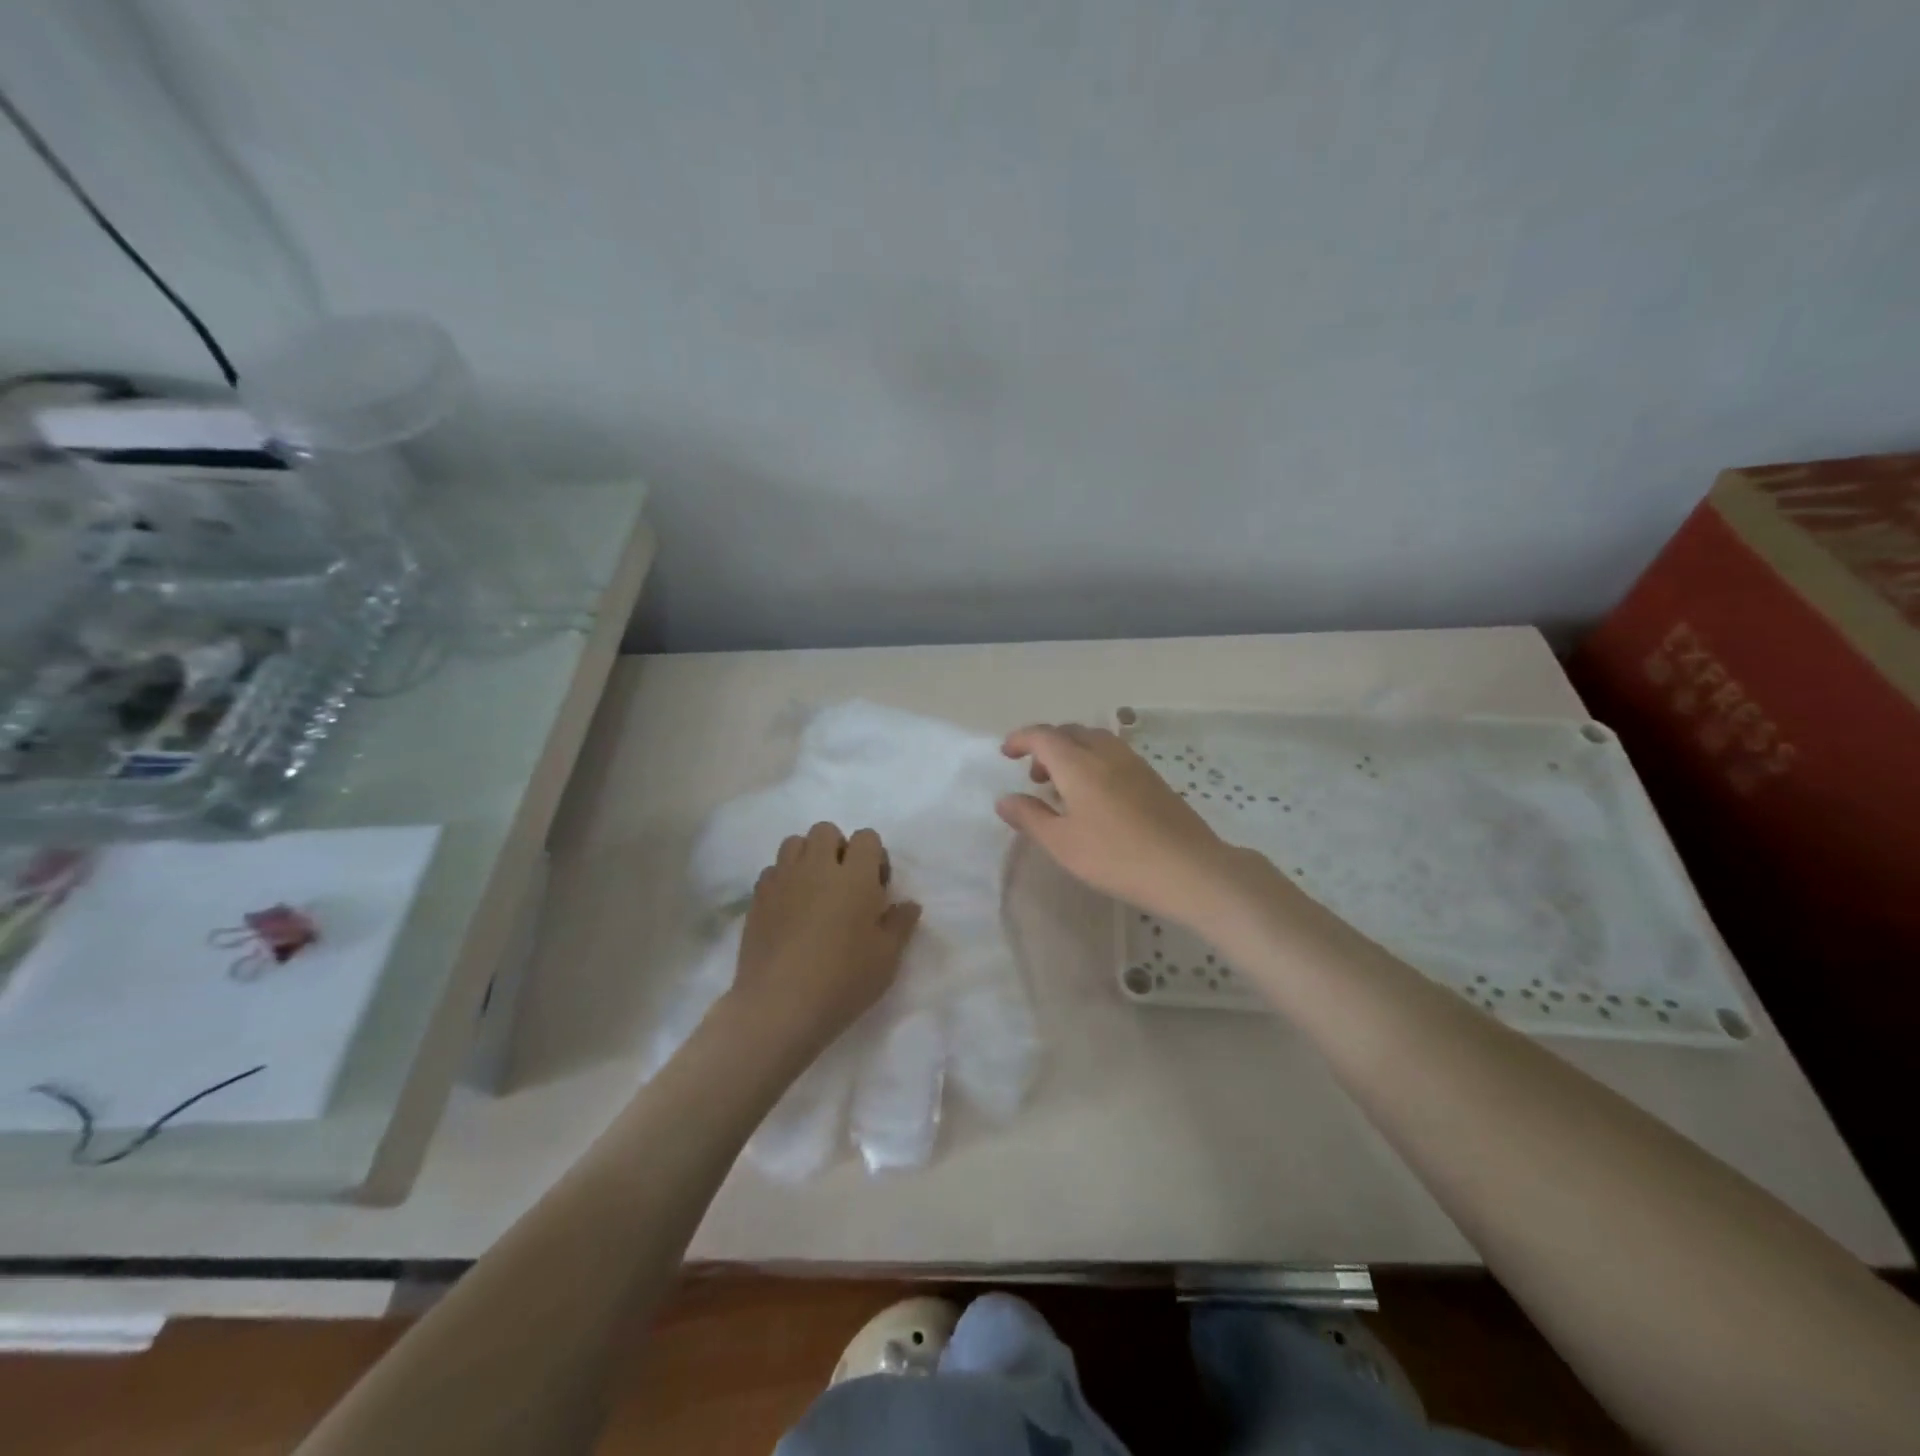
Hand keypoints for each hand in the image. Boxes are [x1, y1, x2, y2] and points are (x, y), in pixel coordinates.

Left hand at [726, 821, 921, 1062]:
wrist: (778, 1007)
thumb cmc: (843, 981)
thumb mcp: (886, 958)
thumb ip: (900, 924)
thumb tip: (908, 904)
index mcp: (855, 876)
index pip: (866, 838)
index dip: (874, 856)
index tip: (876, 888)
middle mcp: (817, 867)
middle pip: (826, 831)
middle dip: (838, 848)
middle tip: (844, 885)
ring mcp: (782, 880)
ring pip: (794, 843)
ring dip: (807, 857)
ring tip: (814, 891)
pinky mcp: (757, 898)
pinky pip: (772, 870)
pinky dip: (783, 879)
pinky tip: (789, 909)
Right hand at [996, 724, 1258, 925]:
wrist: (1188, 869)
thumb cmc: (1116, 857)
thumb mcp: (1062, 843)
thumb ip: (1030, 817)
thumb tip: (1004, 799)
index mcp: (1079, 764)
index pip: (1043, 736)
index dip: (1021, 739)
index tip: (1006, 753)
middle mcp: (1106, 754)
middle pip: (1071, 732)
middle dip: (1047, 745)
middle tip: (1035, 775)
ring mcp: (1135, 764)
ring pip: (1095, 741)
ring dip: (1072, 752)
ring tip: (1064, 787)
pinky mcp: (1153, 779)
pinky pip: (1114, 755)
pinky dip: (1094, 762)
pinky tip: (1096, 797)